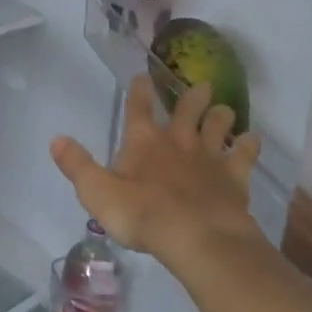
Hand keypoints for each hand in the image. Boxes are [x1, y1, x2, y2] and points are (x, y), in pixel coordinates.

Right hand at [50, 75, 262, 268]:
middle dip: (192, 98)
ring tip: (226, 108)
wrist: (196, 236)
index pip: (138, 108)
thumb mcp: (97, 193)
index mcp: (144, 141)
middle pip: (187, 110)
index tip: (142, 75)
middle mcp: (178, 141)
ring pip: (217, 128)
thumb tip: (56, 139)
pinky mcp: (233, 179)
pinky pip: (244, 157)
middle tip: (202, 85)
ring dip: (221, 117)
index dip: (139, 90)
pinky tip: (255, 140)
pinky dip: (249, 147)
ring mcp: (209, 158)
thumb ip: (78, 166)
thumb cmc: (142, 214)